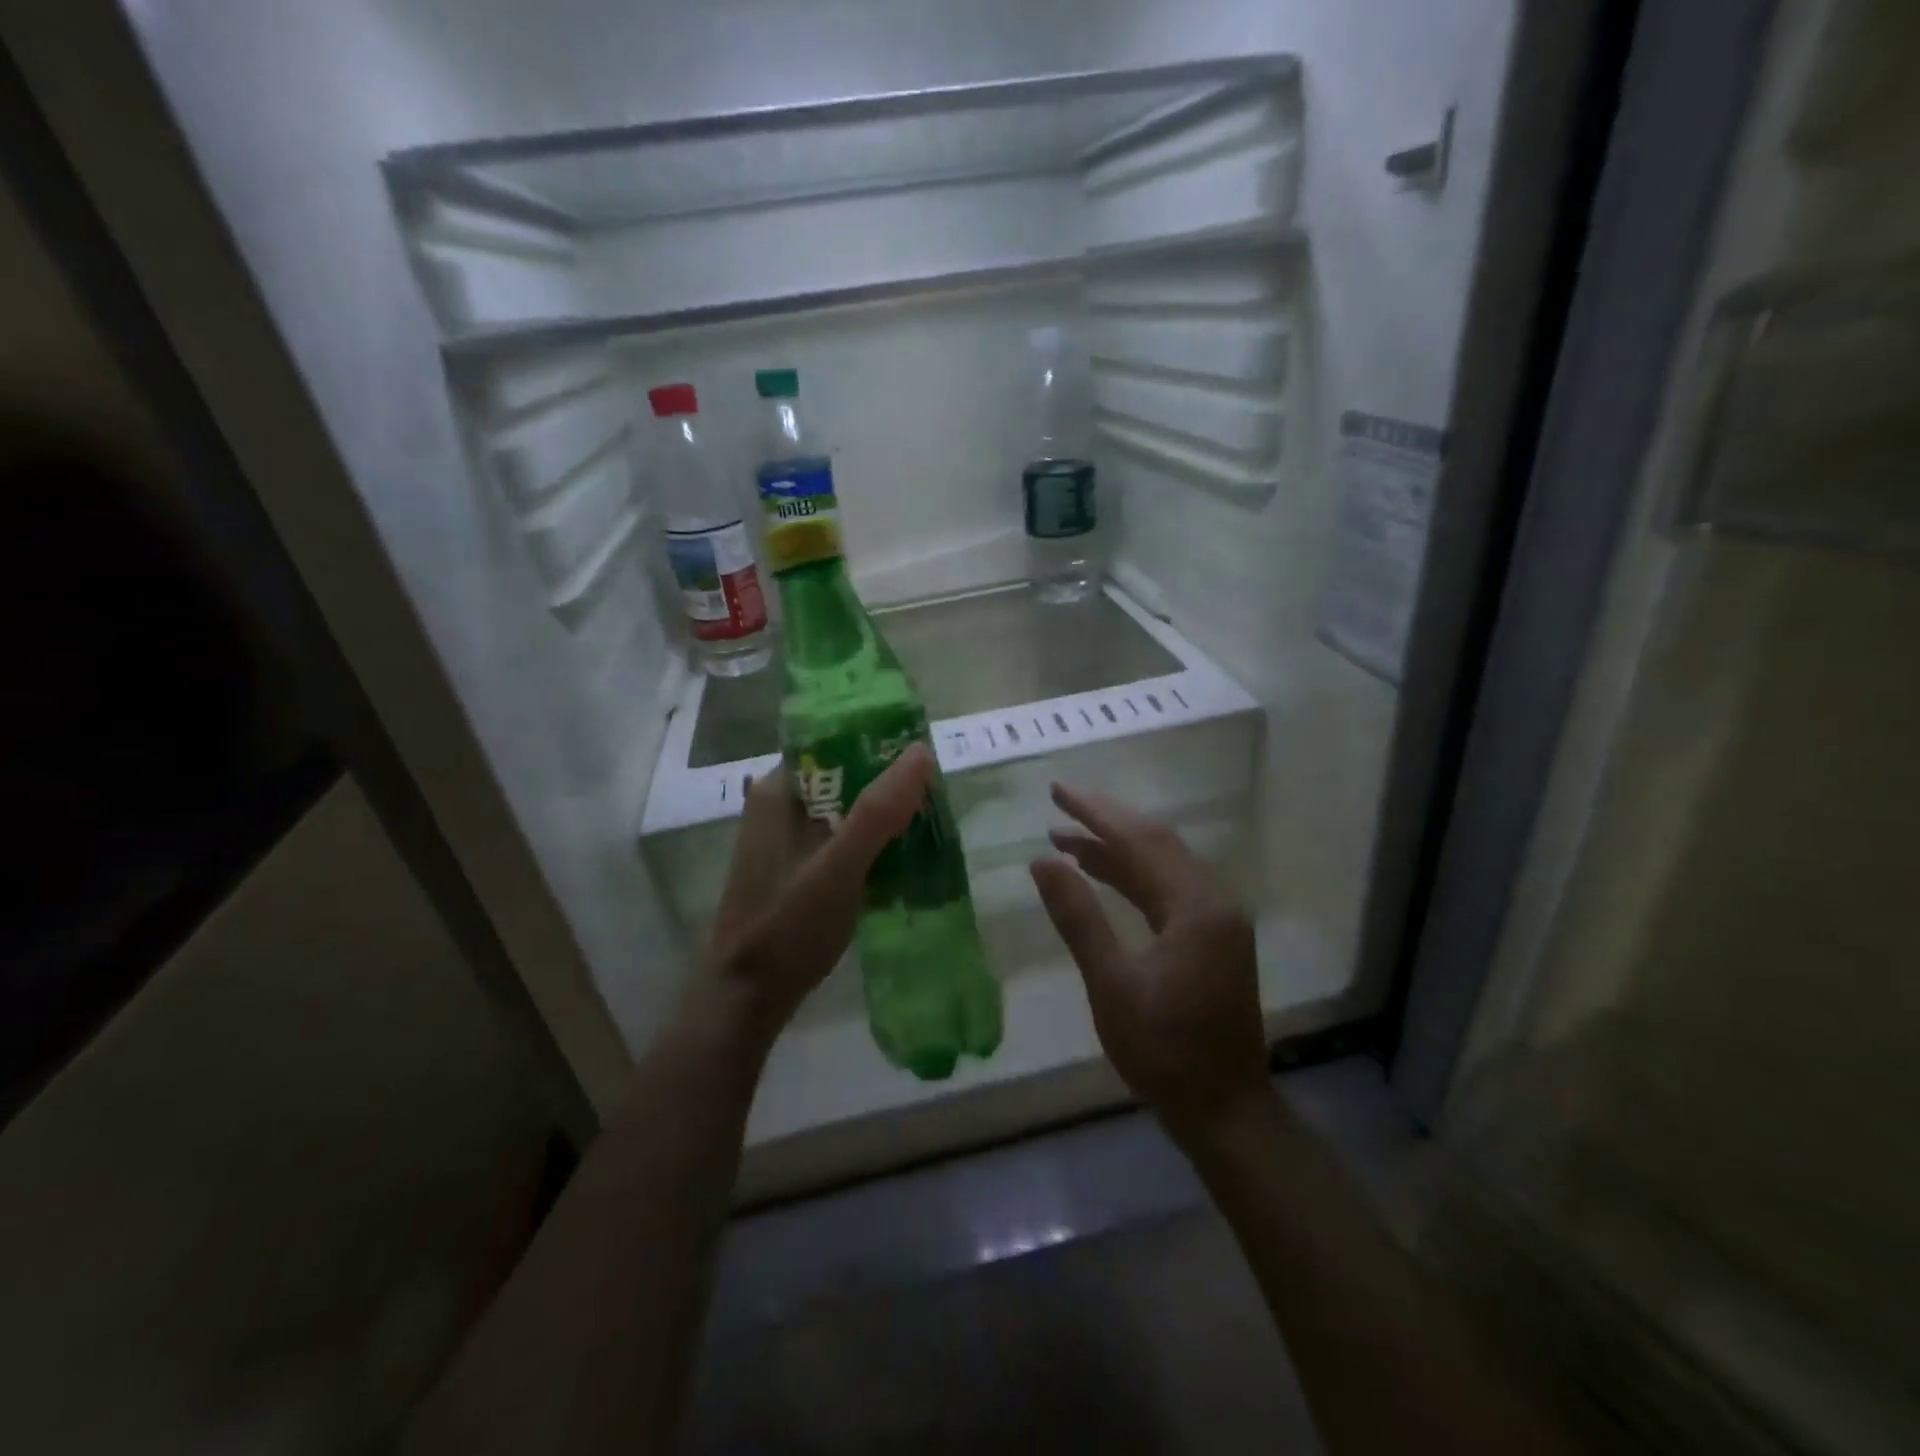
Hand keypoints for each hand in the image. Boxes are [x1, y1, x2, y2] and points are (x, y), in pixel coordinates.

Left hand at [700, 743, 934, 1051]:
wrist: (748, 997)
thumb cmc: (788, 926)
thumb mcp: (838, 867)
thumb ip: (877, 812)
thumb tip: (919, 753)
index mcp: (779, 791)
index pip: (833, 744)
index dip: (878, 744)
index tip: (922, 756)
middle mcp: (779, 806)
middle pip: (843, 777)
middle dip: (887, 784)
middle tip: (936, 794)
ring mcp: (786, 839)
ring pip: (845, 810)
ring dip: (882, 815)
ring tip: (929, 821)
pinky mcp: (797, 868)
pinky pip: (841, 839)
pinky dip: (870, 842)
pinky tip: (902, 856)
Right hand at [1030, 784, 1268, 1141]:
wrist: (1224, 1109)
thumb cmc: (1164, 1051)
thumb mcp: (1112, 984)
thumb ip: (1078, 917)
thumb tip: (1042, 861)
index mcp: (1196, 906)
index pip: (1140, 840)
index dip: (1096, 812)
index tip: (1057, 791)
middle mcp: (1213, 900)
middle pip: (1155, 842)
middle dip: (1106, 819)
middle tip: (1059, 801)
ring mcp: (1216, 918)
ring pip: (1161, 864)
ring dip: (1115, 848)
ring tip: (1065, 837)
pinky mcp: (1211, 937)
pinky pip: (1166, 889)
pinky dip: (1130, 876)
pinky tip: (1099, 873)